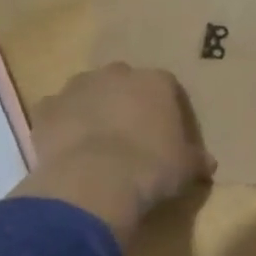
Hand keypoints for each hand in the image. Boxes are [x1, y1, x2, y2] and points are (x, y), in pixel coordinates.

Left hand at [12, 63, 214, 243]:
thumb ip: (196, 160)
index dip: (166, 108)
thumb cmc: (151, 167)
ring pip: (87, 93)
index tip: (166, 132)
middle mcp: (116, 74)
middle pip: (123, 82)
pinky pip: (56, 113)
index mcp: (155, 82)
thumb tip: (208, 163)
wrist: (95, 180)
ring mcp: (77, 88)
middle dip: (126, 102)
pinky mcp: (46, 108)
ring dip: (92, 110)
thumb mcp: (185, 168)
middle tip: (130, 135)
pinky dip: (61, 126)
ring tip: (97, 143)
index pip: (166, 86)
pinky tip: (68, 150)